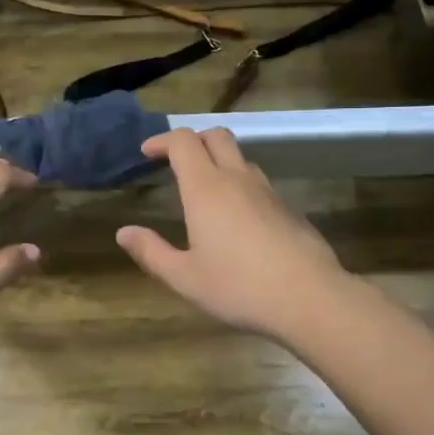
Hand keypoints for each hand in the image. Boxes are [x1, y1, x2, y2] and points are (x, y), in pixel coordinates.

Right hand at [117, 128, 350, 340]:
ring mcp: (267, 191)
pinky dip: (239, 184)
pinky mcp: (288, 208)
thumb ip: (151, 252)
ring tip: (203, 189)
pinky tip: (235, 218)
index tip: (147, 153)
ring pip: (240, 158)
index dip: (162, 140)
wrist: (309, 298)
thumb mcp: (184, 277)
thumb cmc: (238, 287)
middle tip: (175, 161)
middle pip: (215, 136)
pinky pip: (257, 182)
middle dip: (192, 140)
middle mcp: (237, 179)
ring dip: (218, 161)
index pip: (182, 141)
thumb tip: (123, 233)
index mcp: (205, 188)